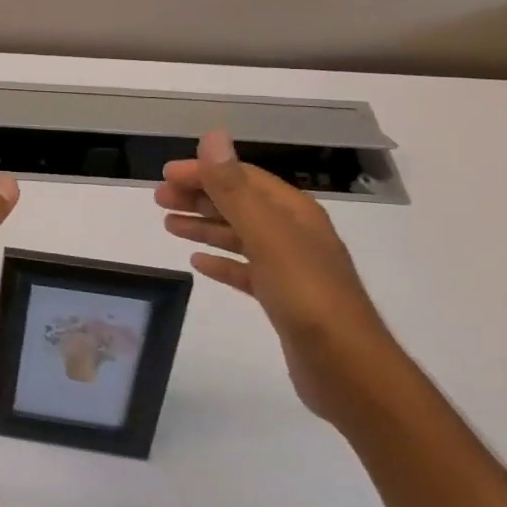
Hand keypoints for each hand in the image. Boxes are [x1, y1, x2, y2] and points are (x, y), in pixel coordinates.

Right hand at [156, 130, 406, 424]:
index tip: (166, 175)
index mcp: (294, 212)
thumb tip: (213, 137)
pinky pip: (245, 270)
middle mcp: (294, 234)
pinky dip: (221, 261)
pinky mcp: (283, 300)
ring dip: (205, 226)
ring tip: (169, 224)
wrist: (348, 370)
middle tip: (158, 200)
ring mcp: (290, 268)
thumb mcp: (266, 234)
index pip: (242, 177)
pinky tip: (197, 262)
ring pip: (239, 236)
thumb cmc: (306, 295)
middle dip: (200, 197)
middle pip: (239, 203)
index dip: (205, 171)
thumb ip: (234, 187)